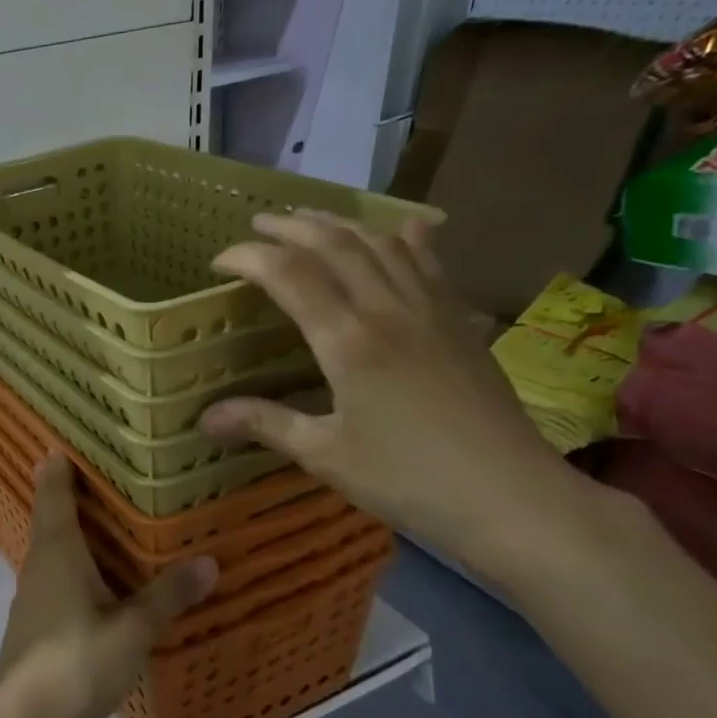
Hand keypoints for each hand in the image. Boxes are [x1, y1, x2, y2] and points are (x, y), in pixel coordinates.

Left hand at [0, 455, 217, 717]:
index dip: (57, 468)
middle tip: (97, 474)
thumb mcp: (132, 629)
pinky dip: (73, 565)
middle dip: (67, 495)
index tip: (61, 442)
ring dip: (70, 532)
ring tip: (104, 522)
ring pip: (52, 550)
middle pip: (50, 518)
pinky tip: (94, 580)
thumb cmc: (76, 661)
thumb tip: (209, 562)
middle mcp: (40, 564)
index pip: (53, 494)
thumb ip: (168, 596)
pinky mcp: (35, 624)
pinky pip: (55, 577)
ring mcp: (33, 596)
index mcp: (58, 551)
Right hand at [199, 212, 581, 577]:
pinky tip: (402, 229)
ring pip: (381, 243)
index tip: (219, 262)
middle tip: (258, 224)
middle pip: (334, 244)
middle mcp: (388, 309)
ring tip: (311, 220)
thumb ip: (265, 423)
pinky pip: (430, 262)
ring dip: (340, 223)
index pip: (288, 274)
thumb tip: (204, 418)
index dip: (248, 257)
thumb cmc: (408, 479)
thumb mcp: (325, 454)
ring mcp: (432, 310)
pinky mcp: (461, 321)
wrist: (512, 497)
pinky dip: (406, 238)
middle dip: (290, 227)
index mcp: (348, 340)